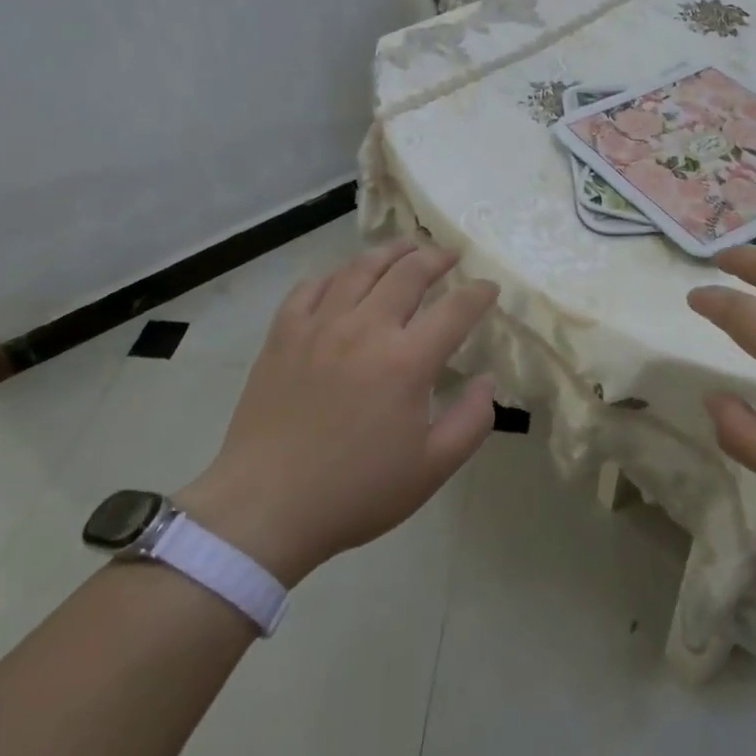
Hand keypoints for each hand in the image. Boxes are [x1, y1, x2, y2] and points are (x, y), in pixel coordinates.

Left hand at [178, 240, 497, 584]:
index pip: (456, 309)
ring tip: (405, 246)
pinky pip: (310, 287)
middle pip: (409, 272)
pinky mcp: (283, 334)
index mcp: (406, 361)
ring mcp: (320, 326)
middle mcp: (365, 329)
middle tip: (450, 255)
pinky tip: (342, 279)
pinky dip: (333, 275)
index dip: (478, 293)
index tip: (490, 287)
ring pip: (360, 268)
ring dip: (390, 252)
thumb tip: (487, 381)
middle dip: (437, 257)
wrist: (265, 509)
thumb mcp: (431, 469)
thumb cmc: (355, 492)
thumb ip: (472, 422)